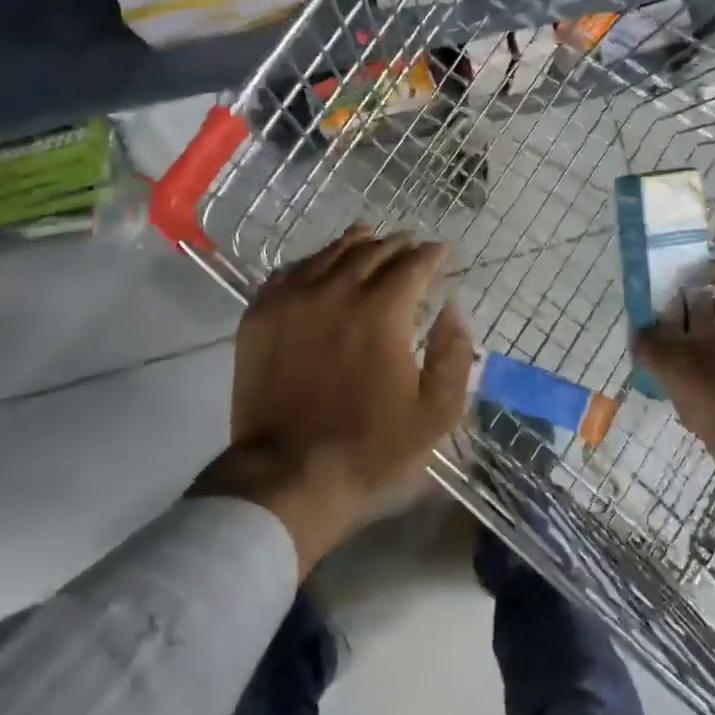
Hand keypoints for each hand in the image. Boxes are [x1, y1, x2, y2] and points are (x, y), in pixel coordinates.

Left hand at [193, 224, 473, 573]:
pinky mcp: (260, 315)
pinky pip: (290, 271)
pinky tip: (319, 268)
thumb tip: (453, 308)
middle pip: (372, 251)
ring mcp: (292, 299)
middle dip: (398, 245)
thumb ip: (454, 354)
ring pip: (330, 254)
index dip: (432, 254)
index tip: (442, 252)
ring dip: (356, 244)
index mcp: (382, 311)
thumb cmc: (370, 447)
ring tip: (369, 239)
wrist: (288, 474)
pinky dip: (313, 263)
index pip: (413, 264)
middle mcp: (336, 291)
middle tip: (410, 247)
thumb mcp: (436, 412)